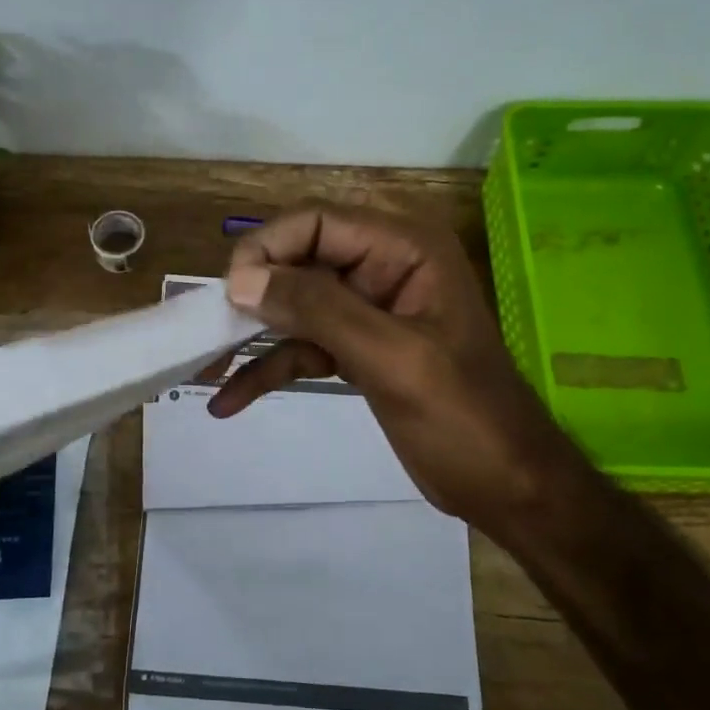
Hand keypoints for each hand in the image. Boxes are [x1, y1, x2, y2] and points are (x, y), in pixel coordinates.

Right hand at [209, 204, 580, 530]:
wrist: (506, 486)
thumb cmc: (463, 417)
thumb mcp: (392, 358)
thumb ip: (318, 310)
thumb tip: (241, 280)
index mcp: (405, 250)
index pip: (317, 223)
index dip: (267, 249)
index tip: (229, 293)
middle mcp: (383, 268)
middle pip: (298, 261)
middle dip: (251, 295)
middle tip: (206, 332)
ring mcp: (368, 311)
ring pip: (293, 307)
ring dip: (250, 337)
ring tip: (202, 368)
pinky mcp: (357, 350)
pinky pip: (302, 347)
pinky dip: (268, 370)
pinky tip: (230, 400)